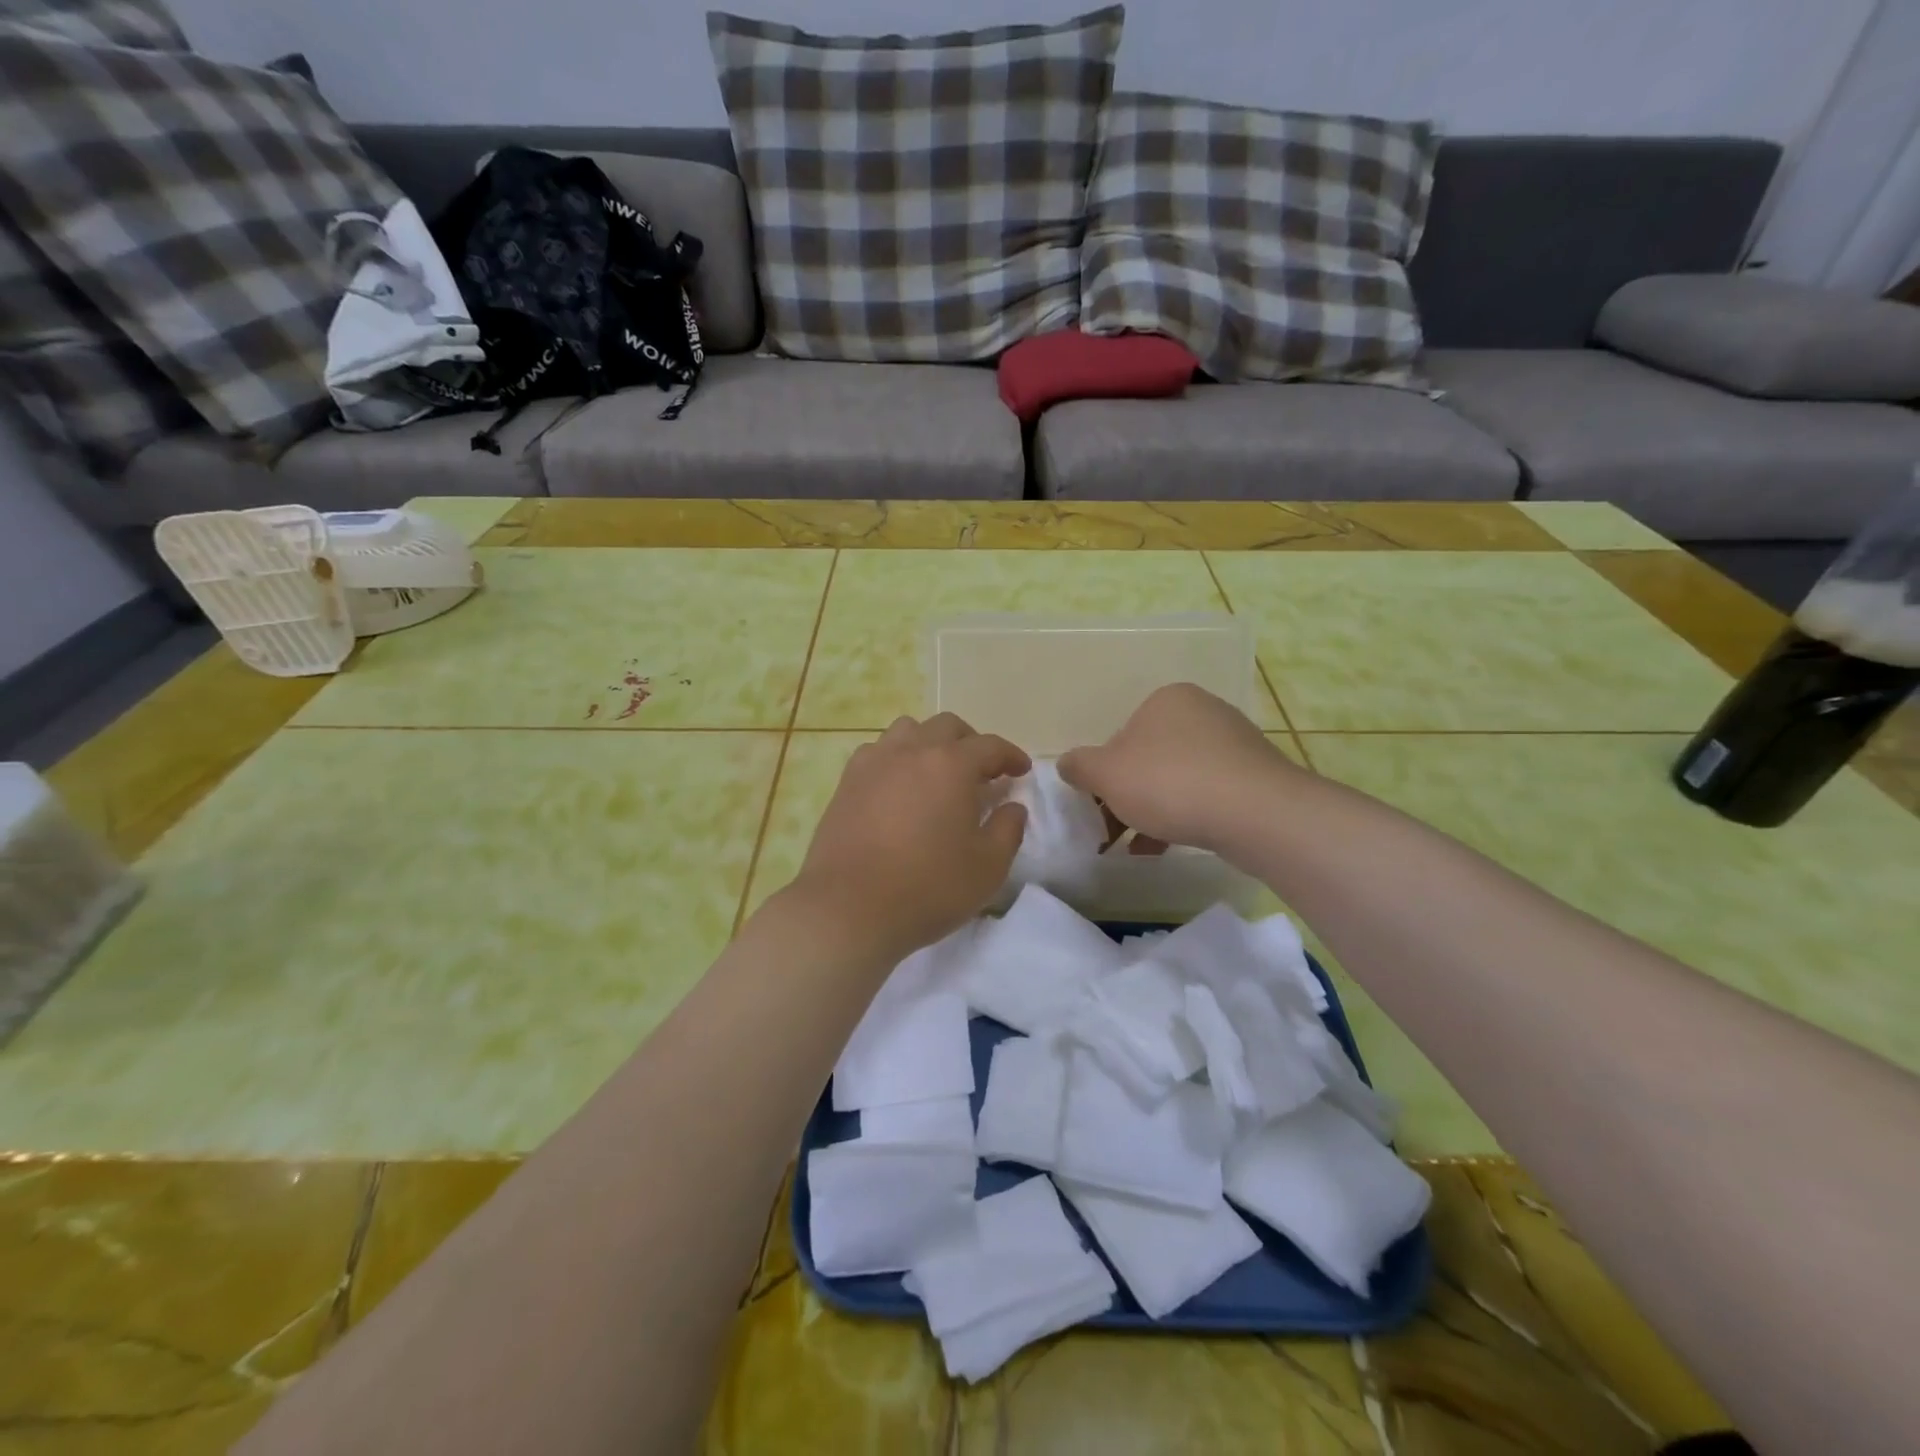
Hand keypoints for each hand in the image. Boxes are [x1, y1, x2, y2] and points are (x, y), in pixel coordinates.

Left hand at [789, 714, 1029, 965]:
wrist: (849, 909)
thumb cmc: (928, 888)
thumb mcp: (987, 867)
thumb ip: (1008, 830)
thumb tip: (1012, 806)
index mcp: (951, 765)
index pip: (989, 745)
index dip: (1010, 755)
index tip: (1021, 770)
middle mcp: (911, 751)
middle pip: (946, 726)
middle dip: (970, 742)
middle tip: (982, 772)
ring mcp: (874, 763)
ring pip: (907, 731)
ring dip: (930, 743)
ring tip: (937, 773)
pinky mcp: (846, 782)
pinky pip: (877, 752)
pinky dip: (896, 758)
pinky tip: (899, 787)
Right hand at [1058, 684, 1299, 853]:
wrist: (1256, 813)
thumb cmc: (1170, 783)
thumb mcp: (1106, 775)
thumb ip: (1079, 766)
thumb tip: (1068, 763)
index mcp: (1166, 699)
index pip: (1120, 736)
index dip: (1104, 774)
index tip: (1099, 806)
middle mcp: (1202, 712)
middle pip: (1149, 758)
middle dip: (1129, 795)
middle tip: (1114, 830)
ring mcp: (1234, 743)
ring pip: (1177, 779)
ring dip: (1153, 810)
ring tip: (1137, 847)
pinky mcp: (1255, 777)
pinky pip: (1206, 795)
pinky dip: (1184, 816)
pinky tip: (1168, 846)